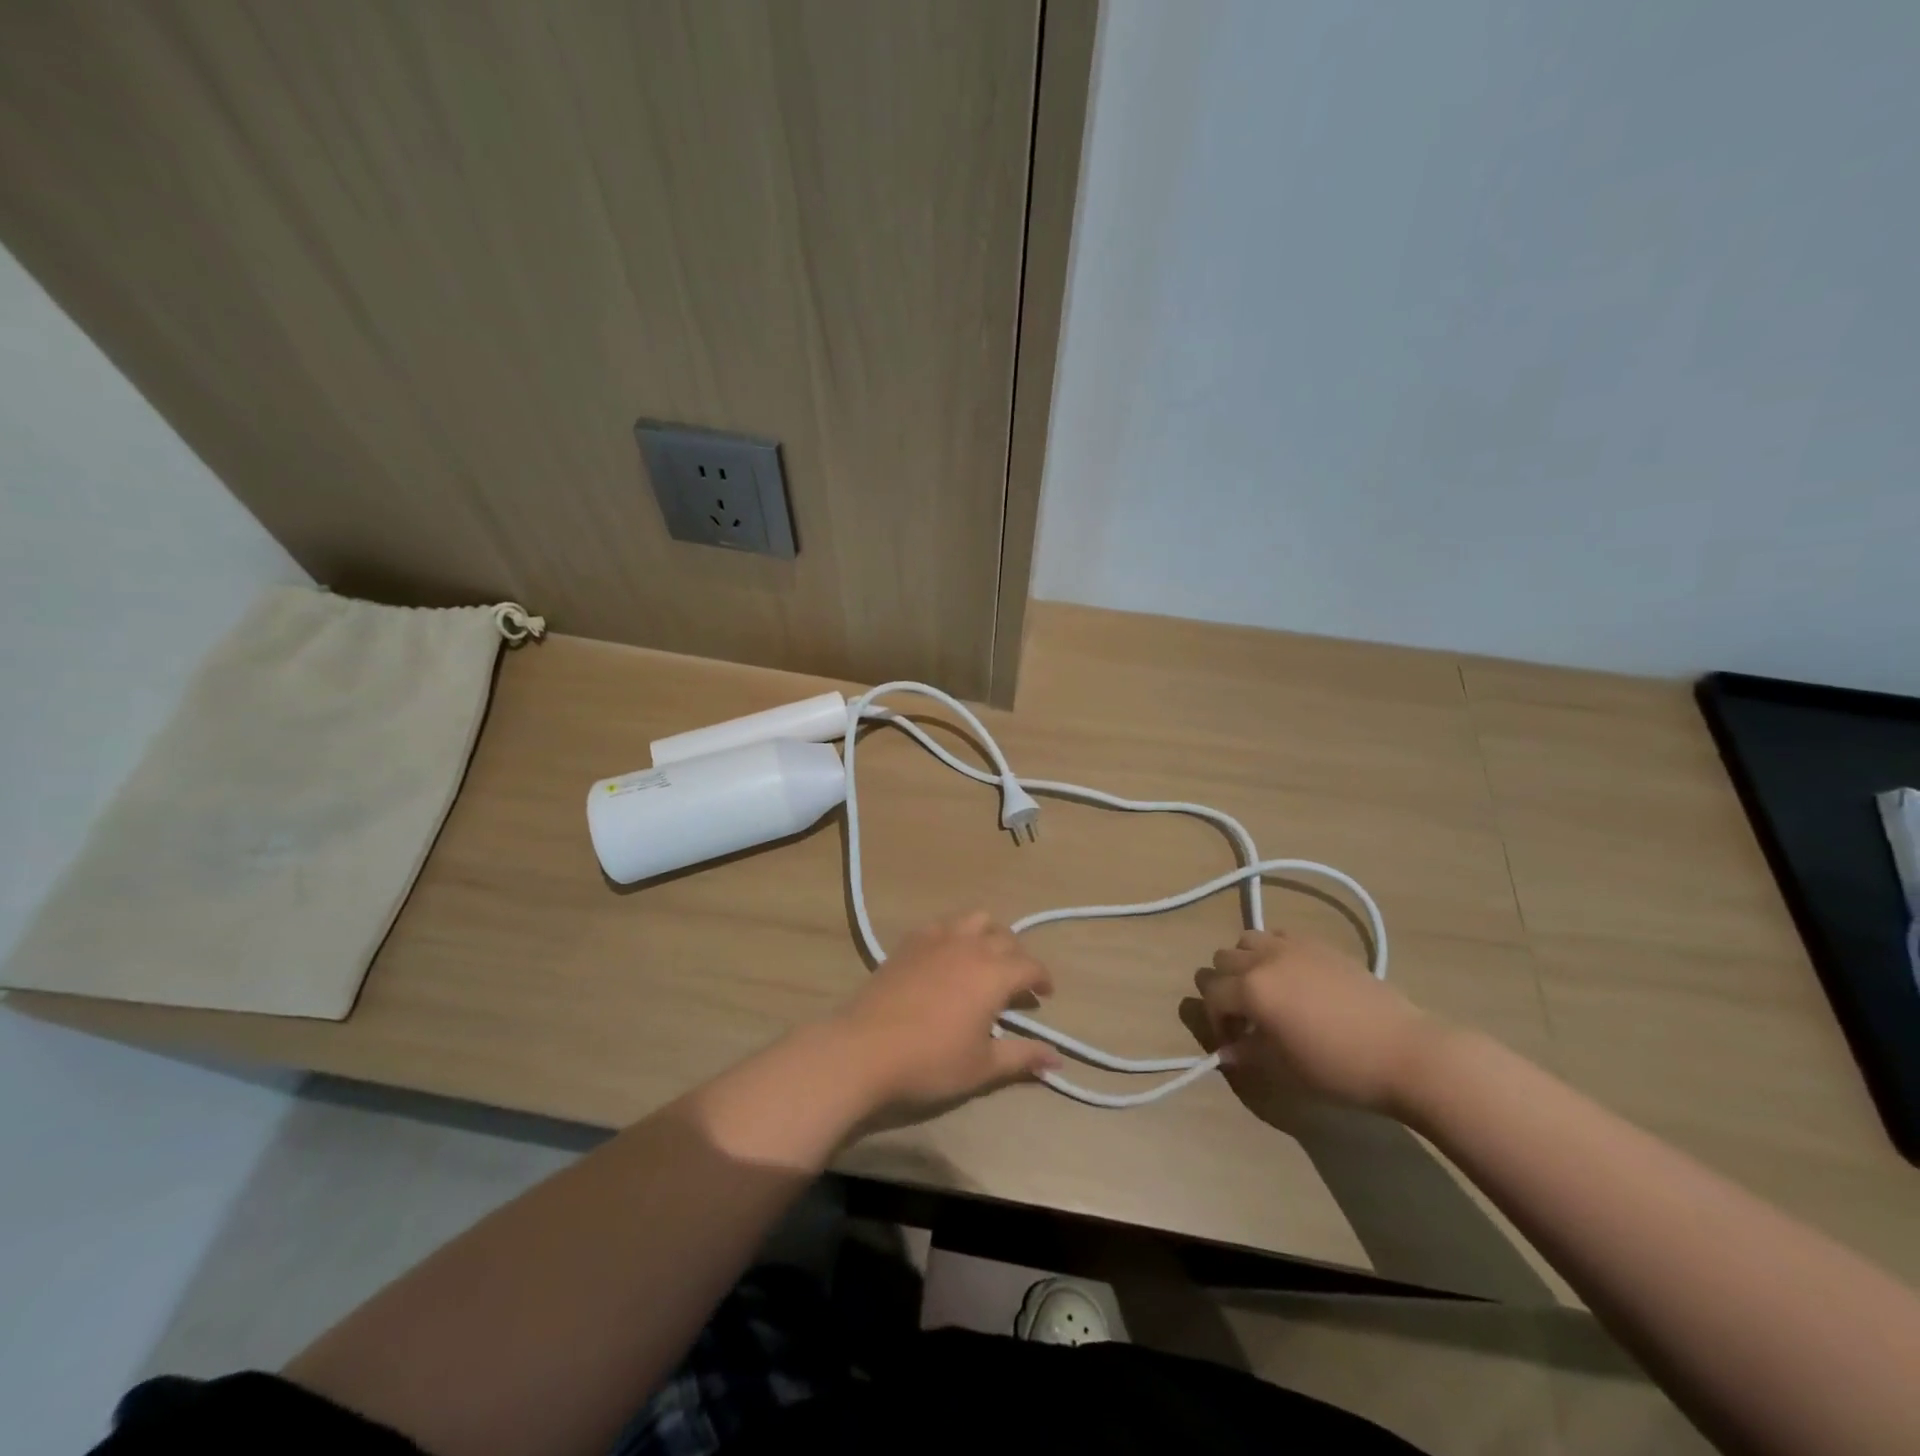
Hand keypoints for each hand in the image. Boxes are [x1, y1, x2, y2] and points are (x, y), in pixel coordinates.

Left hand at [831, 911, 1059, 1127]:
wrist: (864, 1049)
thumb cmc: (931, 1061)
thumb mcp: (982, 1067)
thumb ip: (1022, 1057)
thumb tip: (1057, 1059)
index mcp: (994, 974)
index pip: (1030, 966)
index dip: (1042, 979)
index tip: (1044, 995)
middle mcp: (970, 946)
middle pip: (1005, 937)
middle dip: (1018, 957)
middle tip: (1016, 984)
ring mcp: (937, 938)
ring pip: (975, 919)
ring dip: (988, 934)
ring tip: (985, 959)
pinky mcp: (910, 941)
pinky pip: (942, 924)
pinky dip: (955, 933)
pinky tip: (947, 956)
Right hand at [1196, 930, 1438, 1116]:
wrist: (1405, 1053)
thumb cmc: (1339, 1068)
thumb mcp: (1284, 1070)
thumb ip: (1247, 1054)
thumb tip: (1226, 1051)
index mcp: (1251, 989)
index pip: (1210, 994)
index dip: (1215, 1021)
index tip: (1234, 1043)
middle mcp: (1264, 958)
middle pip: (1222, 959)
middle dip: (1225, 987)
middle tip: (1247, 1017)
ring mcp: (1293, 946)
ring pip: (1247, 940)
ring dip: (1245, 963)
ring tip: (1267, 992)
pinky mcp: (1319, 944)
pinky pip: (1280, 936)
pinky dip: (1274, 953)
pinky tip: (1295, 980)